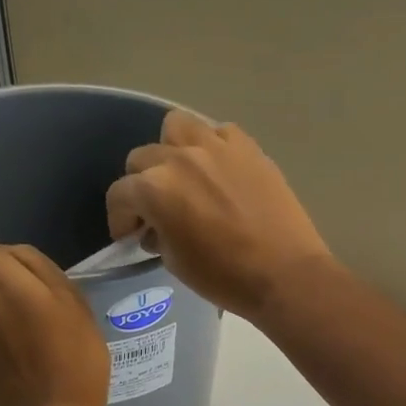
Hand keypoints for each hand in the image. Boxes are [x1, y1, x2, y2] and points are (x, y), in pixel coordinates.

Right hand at [105, 108, 332, 320]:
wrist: (285, 274)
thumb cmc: (225, 277)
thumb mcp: (175, 262)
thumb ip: (157, 235)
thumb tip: (154, 227)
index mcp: (155, 189)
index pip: (120, 194)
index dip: (119, 218)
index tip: (129, 236)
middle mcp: (180, 158)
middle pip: (143, 158)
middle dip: (142, 185)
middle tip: (156, 211)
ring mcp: (217, 147)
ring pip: (177, 128)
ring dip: (172, 150)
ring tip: (184, 177)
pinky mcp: (248, 148)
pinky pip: (219, 133)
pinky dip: (213, 149)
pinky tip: (220, 172)